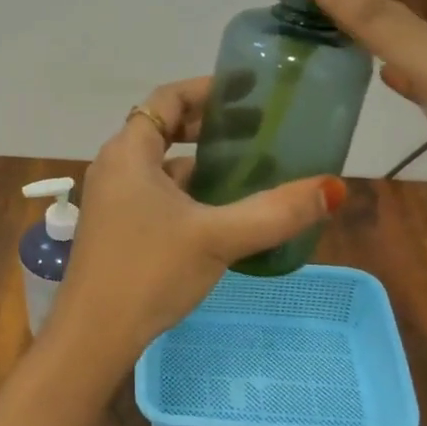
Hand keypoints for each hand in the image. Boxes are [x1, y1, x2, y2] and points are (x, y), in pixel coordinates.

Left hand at [48, 78, 346, 370]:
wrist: (93, 335)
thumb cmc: (149, 272)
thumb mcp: (217, 238)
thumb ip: (275, 212)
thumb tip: (333, 188)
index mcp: (129, 152)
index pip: (167, 99)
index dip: (206, 90)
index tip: (246, 90)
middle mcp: (115, 165)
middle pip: (163, 127)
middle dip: (207, 123)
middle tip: (256, 126)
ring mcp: (113, 198)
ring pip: (160, 163)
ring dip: (198, 158)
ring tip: (247, 163)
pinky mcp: (117, 225)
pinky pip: (155, 191)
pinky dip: (187, 188)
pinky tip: (219, 207)